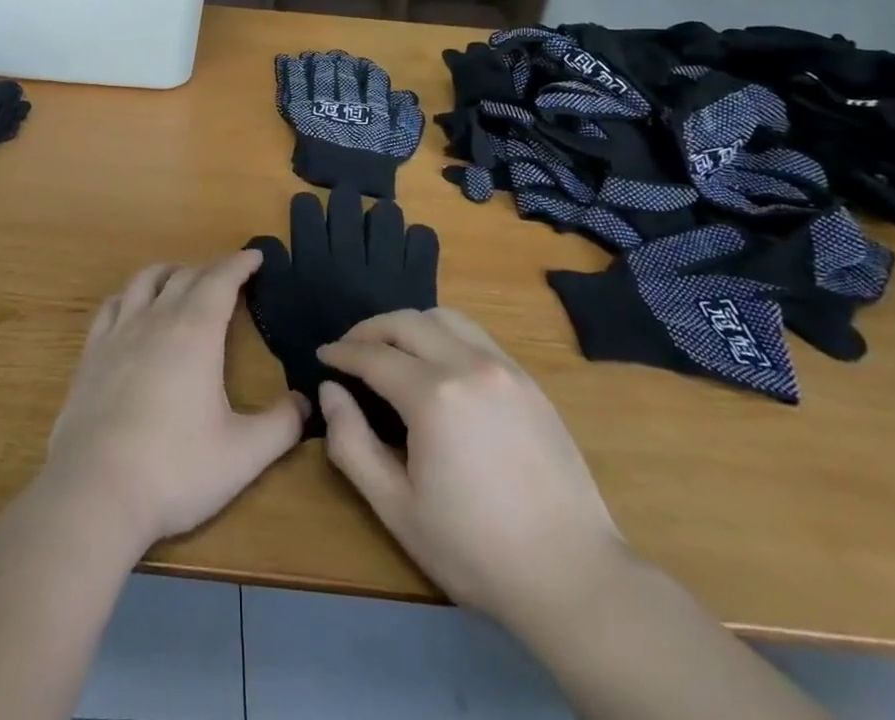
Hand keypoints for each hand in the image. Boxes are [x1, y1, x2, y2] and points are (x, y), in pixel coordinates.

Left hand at [42, 251, 306, 553]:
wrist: (95, 491)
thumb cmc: (176, 469)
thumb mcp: (243, 454)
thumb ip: (281, 425)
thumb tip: (307, 403)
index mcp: (196, 332)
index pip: (221, 280)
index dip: (240, 264)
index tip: (255, 256)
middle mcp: (157, 319)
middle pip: (186, 276)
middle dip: (211, 269)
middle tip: (229, 276)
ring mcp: (119, 333)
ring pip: (145, 281)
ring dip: (169, 272)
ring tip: (181, 278)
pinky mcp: (91, 353)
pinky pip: (112, 306)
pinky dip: (130, 295)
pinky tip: (132, 307)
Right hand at [317, 308, 622, 616]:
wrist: (572, 577)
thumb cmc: (475, 549)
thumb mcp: (397, 508)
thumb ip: (351, 443)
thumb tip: (330, 391)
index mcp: (433, 396)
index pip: (374, 355)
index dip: (342, 352)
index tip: (322, 355)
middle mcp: (468, 365)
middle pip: (406, 322)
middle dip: (370, 329)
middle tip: (350, 349)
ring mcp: (504, 368)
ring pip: (444, 317)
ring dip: (409, 325)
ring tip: (392, 349)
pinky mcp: (528, 381)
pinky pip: (476, 336)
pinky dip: (444, 335)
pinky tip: (438, 363)